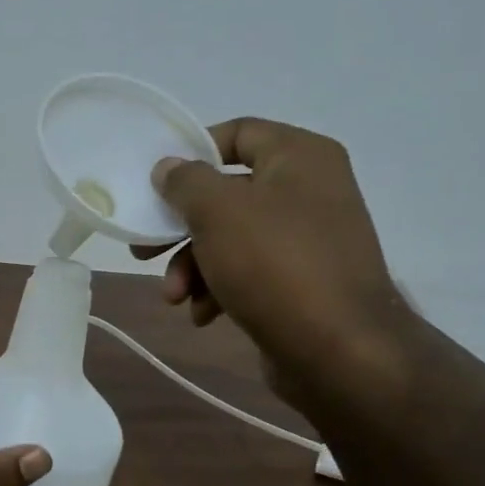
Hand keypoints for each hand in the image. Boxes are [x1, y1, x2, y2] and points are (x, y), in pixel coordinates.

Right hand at [132, 118, 414, 406]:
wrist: (340, 352)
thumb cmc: (274, 264)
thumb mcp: (217, 211)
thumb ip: (185, 181)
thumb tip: (169, 168)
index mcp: (300, 157)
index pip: (237, 133)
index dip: (192, 153)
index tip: (157, 183)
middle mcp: (309, 190)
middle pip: (226, 194)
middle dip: (181, 227)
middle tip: (144, 248)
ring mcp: (308, 239)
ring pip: (231, 238)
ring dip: (192, 265)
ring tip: (173, 295)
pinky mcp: (302, 282)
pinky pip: (249, 272)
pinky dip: (219, 288)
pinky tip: (203, 314)